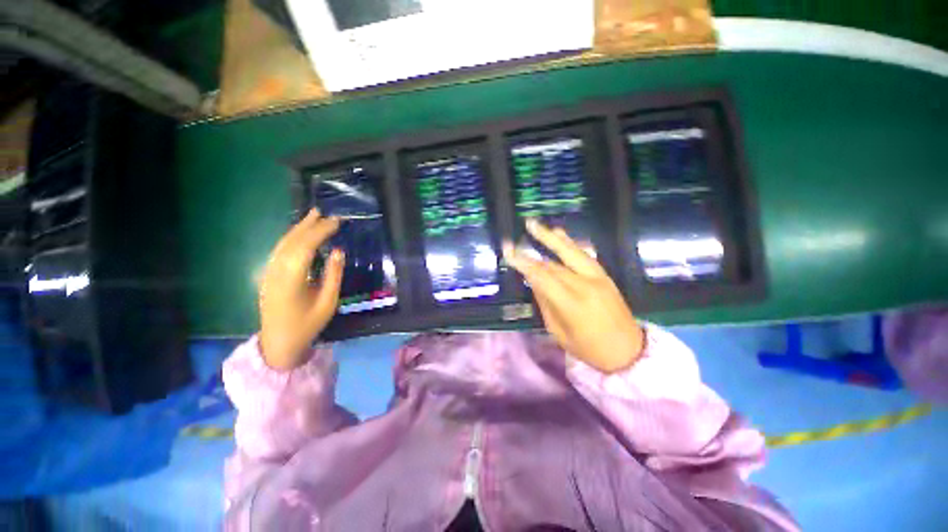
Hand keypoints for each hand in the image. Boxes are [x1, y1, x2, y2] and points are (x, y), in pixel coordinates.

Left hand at [259, 209, 343, 369]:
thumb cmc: (307, 325)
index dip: (320, 232)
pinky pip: (279, 251)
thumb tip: (338, 251)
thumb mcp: (328, 303)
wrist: (278, 343)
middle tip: (326, 214)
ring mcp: (269, 273)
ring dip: (298, 228)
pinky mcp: (268, 275)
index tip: (336, 222)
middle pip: (291, 242)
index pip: (305, 248)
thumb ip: (333, 275)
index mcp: (291, 280)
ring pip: (283, 244)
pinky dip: (291, 238)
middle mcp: (276, 272)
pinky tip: (300, 234)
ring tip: (313, 216)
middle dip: (310, 226)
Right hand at [503, 220, 644, 372]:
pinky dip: (571, 243)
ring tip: (537, 225)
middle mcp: (585, 286)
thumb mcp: (559, 332)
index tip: (508, 252)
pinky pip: (585, 255)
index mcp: (572, 304)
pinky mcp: (605, 276)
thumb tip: (533, 280)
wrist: (628, 351)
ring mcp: (598, 278)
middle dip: (537, 244)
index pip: (542, 277)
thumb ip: (545, 303)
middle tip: (524, 228)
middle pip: (555, 262)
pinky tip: (561, 234)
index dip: (524, 263)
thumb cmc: (589, 349)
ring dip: (553, 237)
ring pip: (572, 252)